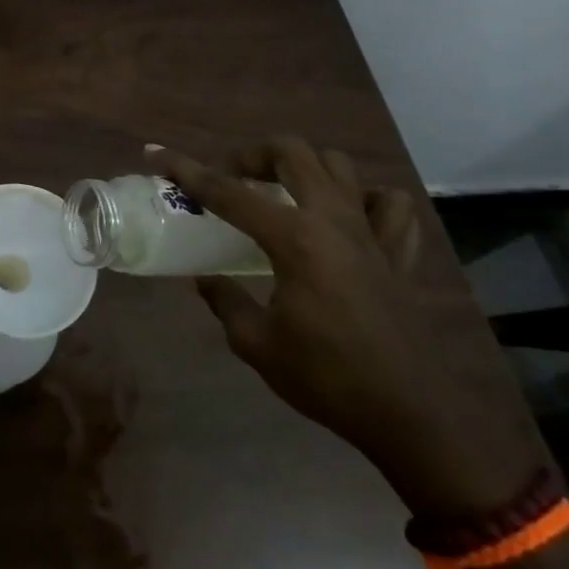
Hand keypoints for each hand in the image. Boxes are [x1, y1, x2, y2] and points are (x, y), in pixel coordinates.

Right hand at [147, 139, 551, 518]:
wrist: (413, 416)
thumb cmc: (327, 378)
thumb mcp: (256, 344)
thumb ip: (225, 301)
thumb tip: (204, 279)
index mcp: (294, 239)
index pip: (227, 192)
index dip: (186, 170)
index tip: (156, 153)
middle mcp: (333, 221)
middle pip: (292, 152)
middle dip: (252, 154)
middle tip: (231, 178)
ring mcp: (371, 233)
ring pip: (340, 165)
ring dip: (305, 167)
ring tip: (283, 191)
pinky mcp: (398, 254)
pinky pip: (389, 205)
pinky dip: (365, 199)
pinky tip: (347, 216)